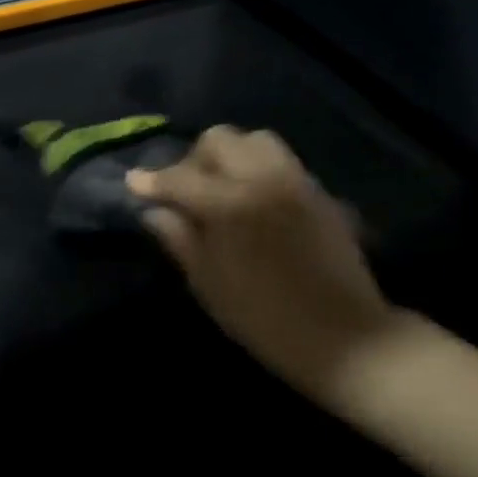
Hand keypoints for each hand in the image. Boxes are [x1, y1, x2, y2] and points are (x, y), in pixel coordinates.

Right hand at [127, 127, 397, 404]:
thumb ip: (180, 240)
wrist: (343, 336)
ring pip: (255, 140)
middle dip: (194, 159)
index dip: (152, 181)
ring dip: (230, 156)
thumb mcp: (209, 284)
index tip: (134, 183)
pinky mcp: (319, 191)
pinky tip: (253, 199)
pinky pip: (281, 161)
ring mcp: (296, 180)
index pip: (180, 178)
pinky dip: (258, 168)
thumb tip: (155, 212)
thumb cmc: (264, 318)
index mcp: (230, 203)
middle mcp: (263, 179)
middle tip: (185, 191)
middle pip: (219, 140)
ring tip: (222, 188)